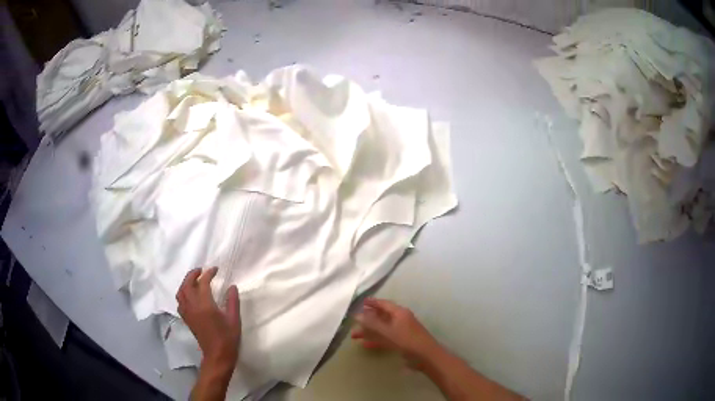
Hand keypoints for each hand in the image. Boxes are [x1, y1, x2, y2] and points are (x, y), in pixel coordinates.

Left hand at [176, 267, 240, 371]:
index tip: (216, 269)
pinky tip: (190, 296)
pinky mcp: (186, 319)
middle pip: (187, 284)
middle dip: (193, 274)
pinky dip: (183, 294)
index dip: (209, 273)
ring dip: (186, 283)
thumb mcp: (234, 319)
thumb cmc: (228, 338)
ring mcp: (187, 313)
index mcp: (205, 305)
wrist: (217, 355)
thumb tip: (232, 286)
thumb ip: (232, 301)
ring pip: (180, 292)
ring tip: (194, 280)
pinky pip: (180, 302)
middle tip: (202, 270)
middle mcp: (193, 306)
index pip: (203, 283)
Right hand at [352, 298, 439, 368]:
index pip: (384, 304)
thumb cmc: (407, 340)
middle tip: (354, 321)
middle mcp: (400, 319)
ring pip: (382, 329)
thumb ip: (372, 324)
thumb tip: (356, 315)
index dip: (373, 303)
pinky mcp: (401, 342)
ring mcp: (401, 331)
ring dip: (369, 332)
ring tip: (354, 335)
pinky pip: (385, 338)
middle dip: (367, 319)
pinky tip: (365, 345)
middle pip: (382, 316)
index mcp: (399, 313)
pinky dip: (376, 340)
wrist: (425, 356)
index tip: (361, 302)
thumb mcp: (388, 331)